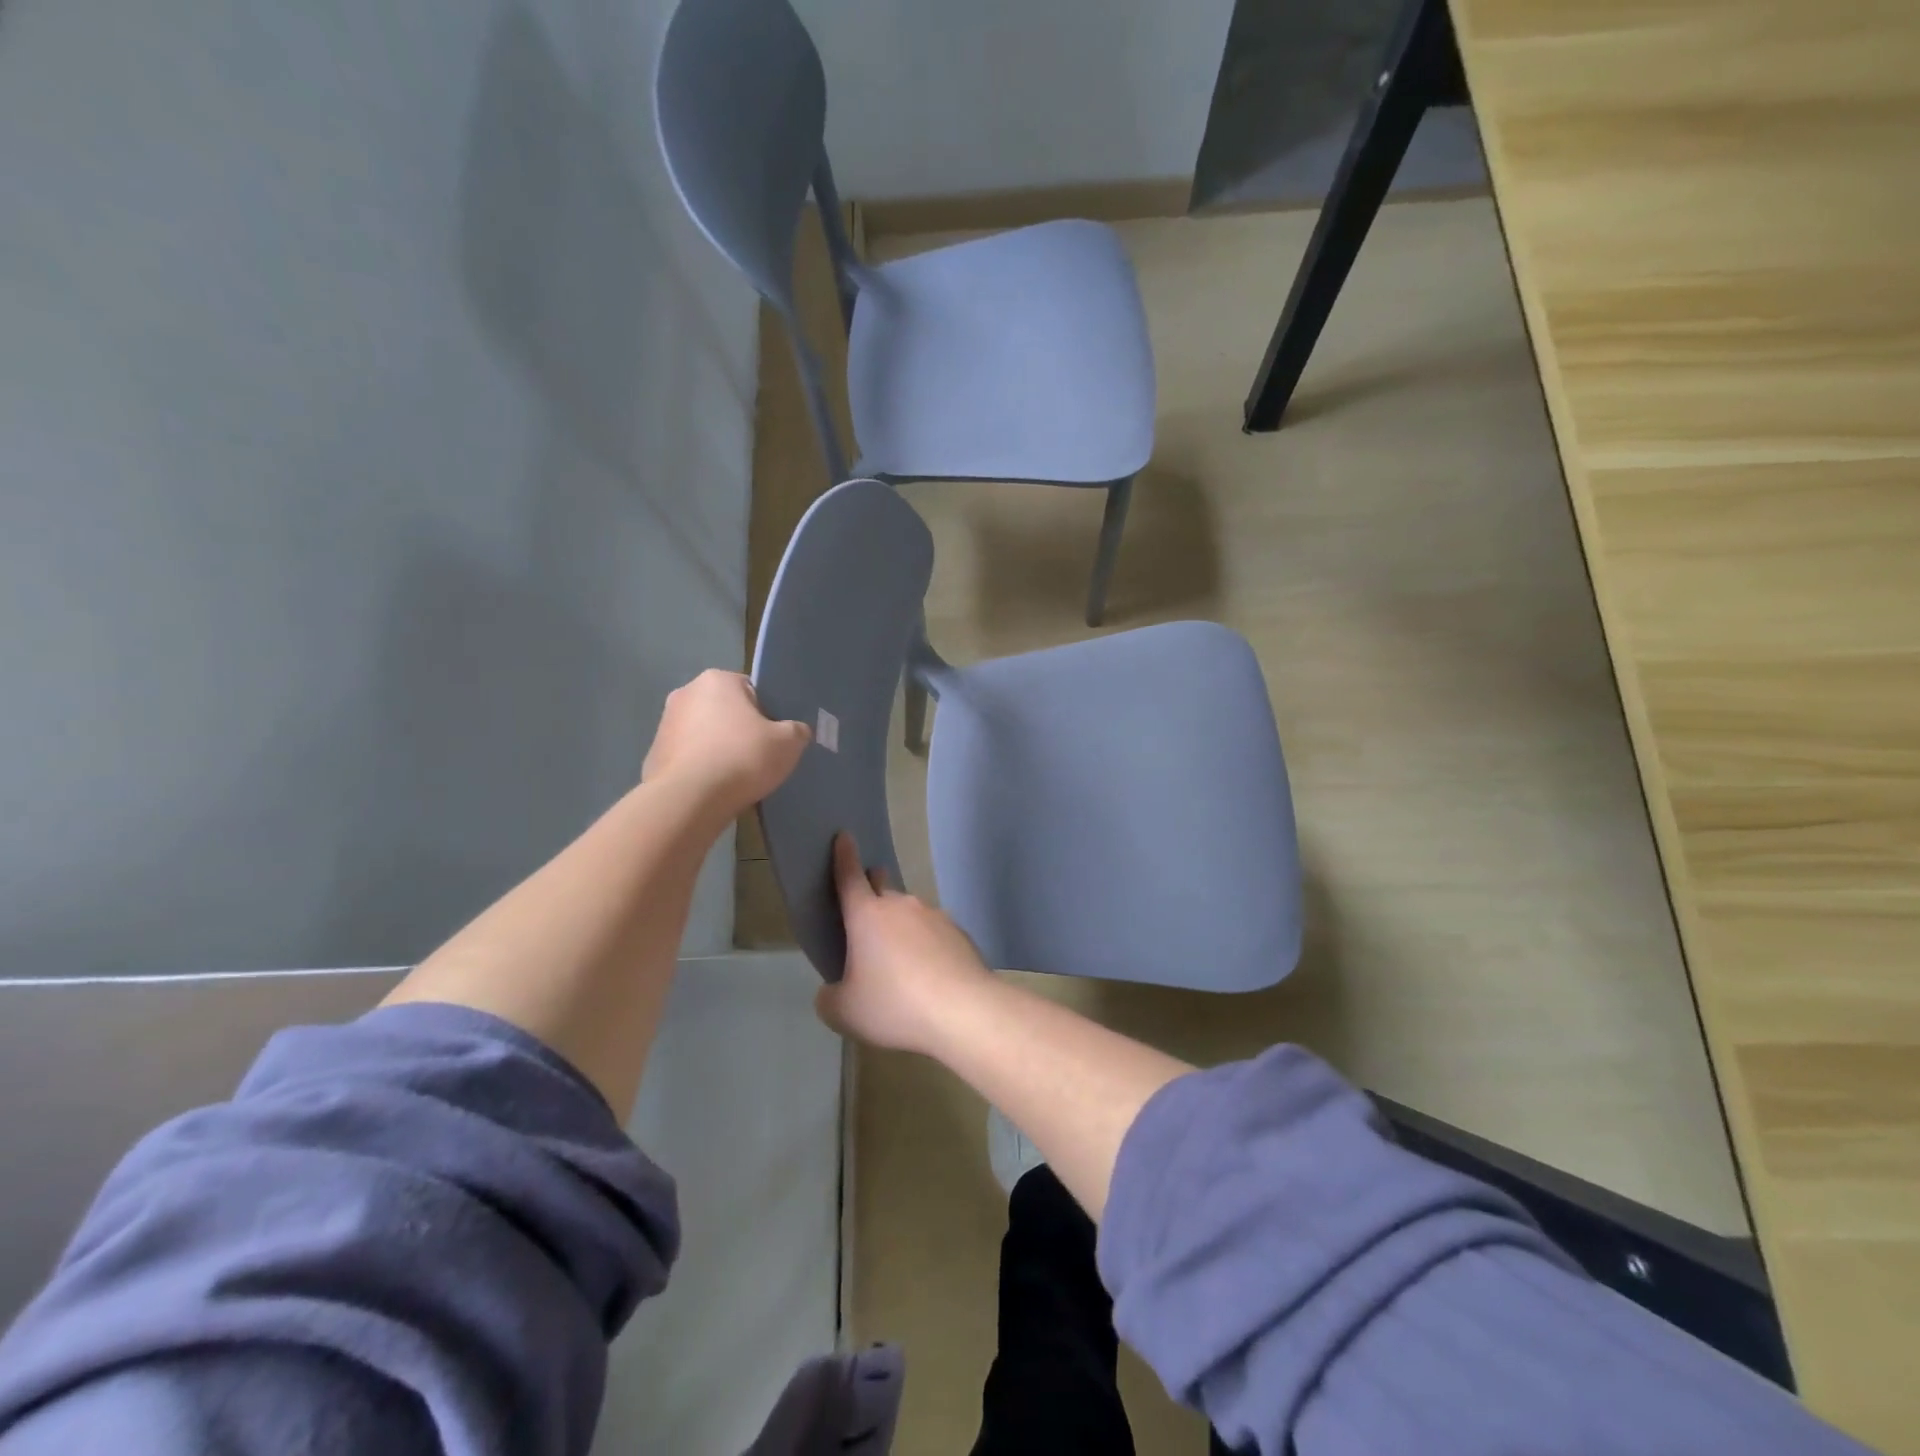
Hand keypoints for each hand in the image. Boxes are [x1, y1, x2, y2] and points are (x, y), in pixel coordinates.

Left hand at [642, 670, 809, 817]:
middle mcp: (686, 692)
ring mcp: (665, 723)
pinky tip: (714, 788)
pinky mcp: (654, 754)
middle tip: (759, 756)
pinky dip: (701, 768)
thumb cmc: (741, 758)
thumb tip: (796, 731)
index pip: (752, 690)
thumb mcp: (788, 743)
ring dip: (719, 748)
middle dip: (741, 730)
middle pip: (726, 710)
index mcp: (718, 680)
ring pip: (705, 733)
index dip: (768, 713)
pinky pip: (688, 757)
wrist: (689, 799)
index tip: (775, 737)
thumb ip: (797, 731)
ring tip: (736, 777)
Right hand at [816, 833, 993, 1053]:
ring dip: (901, 924)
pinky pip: (934, 932)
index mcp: (866, 915)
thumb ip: (829, 997)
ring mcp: (934, 916)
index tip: (844, 836)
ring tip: (898, 957)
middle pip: (882, 886)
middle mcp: (901, 906)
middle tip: (866, 905)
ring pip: (910, 911)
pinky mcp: (959, 933)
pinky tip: (928, 972)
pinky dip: (926, 944)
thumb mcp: (843, 1012)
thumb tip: (834, 991)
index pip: (849, 876)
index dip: (844, 855)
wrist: (963, 1011)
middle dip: (872, 886)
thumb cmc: (894, 1005)